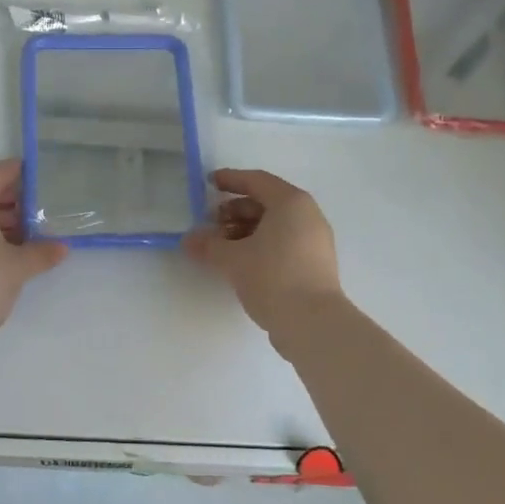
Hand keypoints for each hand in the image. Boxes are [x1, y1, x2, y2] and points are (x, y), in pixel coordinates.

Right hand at [183, 168, 344, 336]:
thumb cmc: (273, 277)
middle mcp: (307, 216)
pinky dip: (260, 244)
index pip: (257, 181)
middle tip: (210, 223)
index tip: (208, 184)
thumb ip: (208, 245)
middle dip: (235, 210)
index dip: (230, 180)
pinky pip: (283, 242)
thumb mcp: (233, 259)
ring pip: (275, 225)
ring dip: (245, 230)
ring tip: (221, 247)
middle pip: (266, 203)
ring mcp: (315, 241)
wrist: (312, 323)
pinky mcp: (315, 264)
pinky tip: (240, 262)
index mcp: (291, 203)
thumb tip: (189, 239)